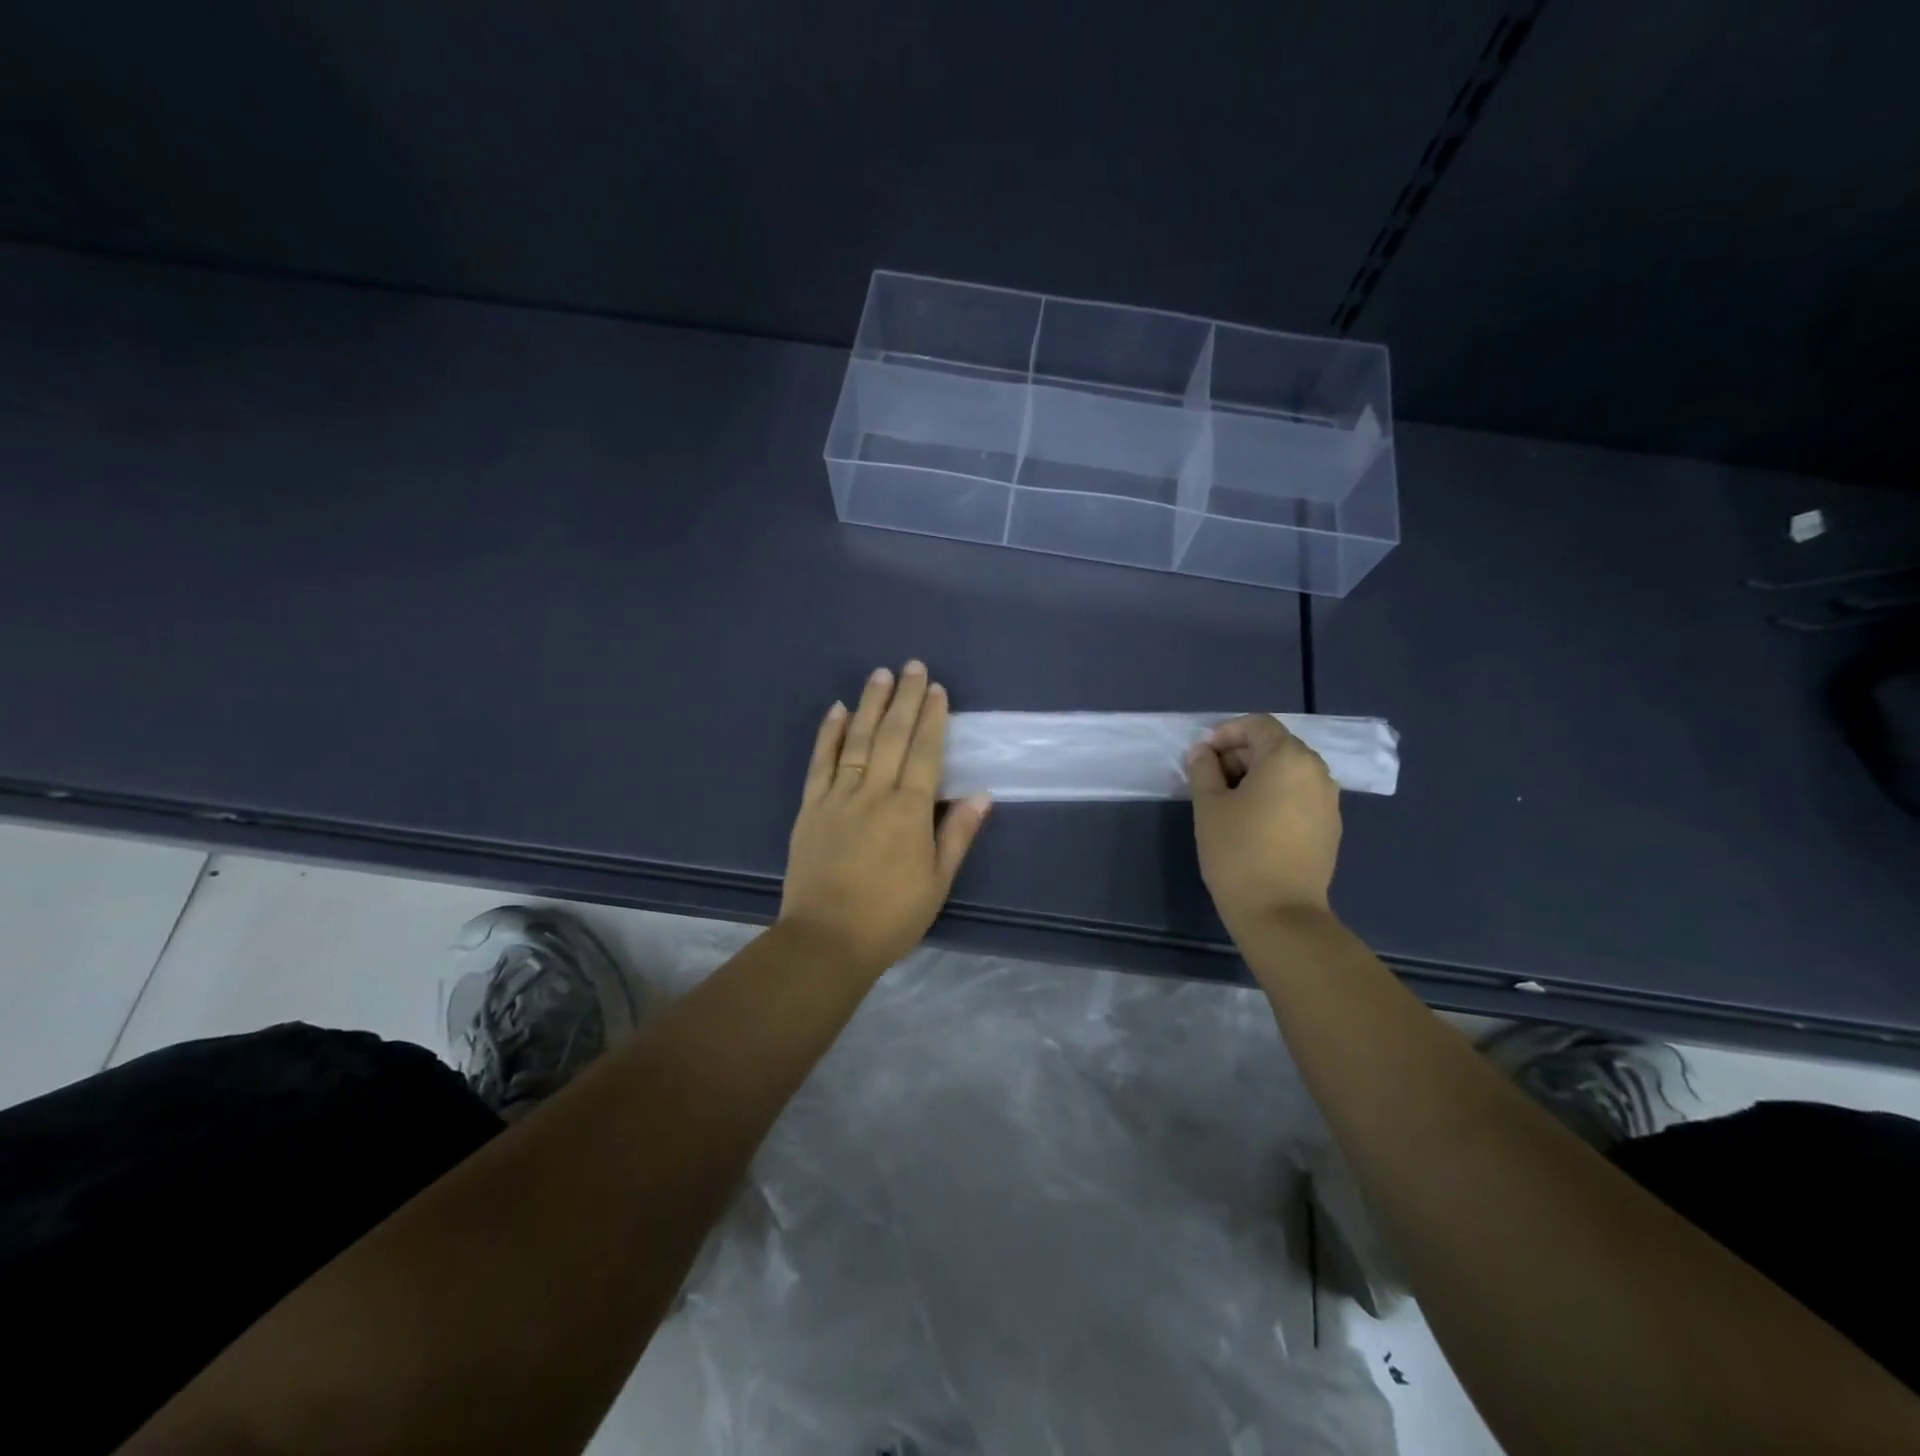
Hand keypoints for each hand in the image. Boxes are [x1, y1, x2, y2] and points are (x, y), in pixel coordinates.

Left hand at [779, 661, 992, 976]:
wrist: (826, 940)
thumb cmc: (891, 916)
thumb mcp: (937, 881)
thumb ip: (957, 834)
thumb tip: (982, 795)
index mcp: (909, 811)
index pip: (924, 752)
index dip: (932, 718)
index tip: (937, 690)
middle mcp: (874, 793)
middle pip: (891, 736)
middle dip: (905, 698)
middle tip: (913, 666)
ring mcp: (838, 796)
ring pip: (856, 740)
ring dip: (869, 704)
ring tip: (880, 675)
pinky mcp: (810, 807)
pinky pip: (820, 762)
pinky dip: (828, 733)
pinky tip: (836, 709)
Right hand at [1187, 714, 1341, 929]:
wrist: (1280, 912)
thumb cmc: (1237, 851)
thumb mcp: (1208, 805)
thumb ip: (1203, 770)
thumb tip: (1203, 753)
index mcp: (1288, 758)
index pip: (1257, 725)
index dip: (1226, 732)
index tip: (1202, 755)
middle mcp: (1316, 771)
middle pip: (1275, 746)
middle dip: (1240, 754)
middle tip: (1209, 778)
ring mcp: (1329, 800)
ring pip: (1289, 771)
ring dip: (1257, 775)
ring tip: (1228, 801)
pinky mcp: (1330, 826)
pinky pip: (1300, 795)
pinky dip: (1276, 795)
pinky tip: (1253, 821)